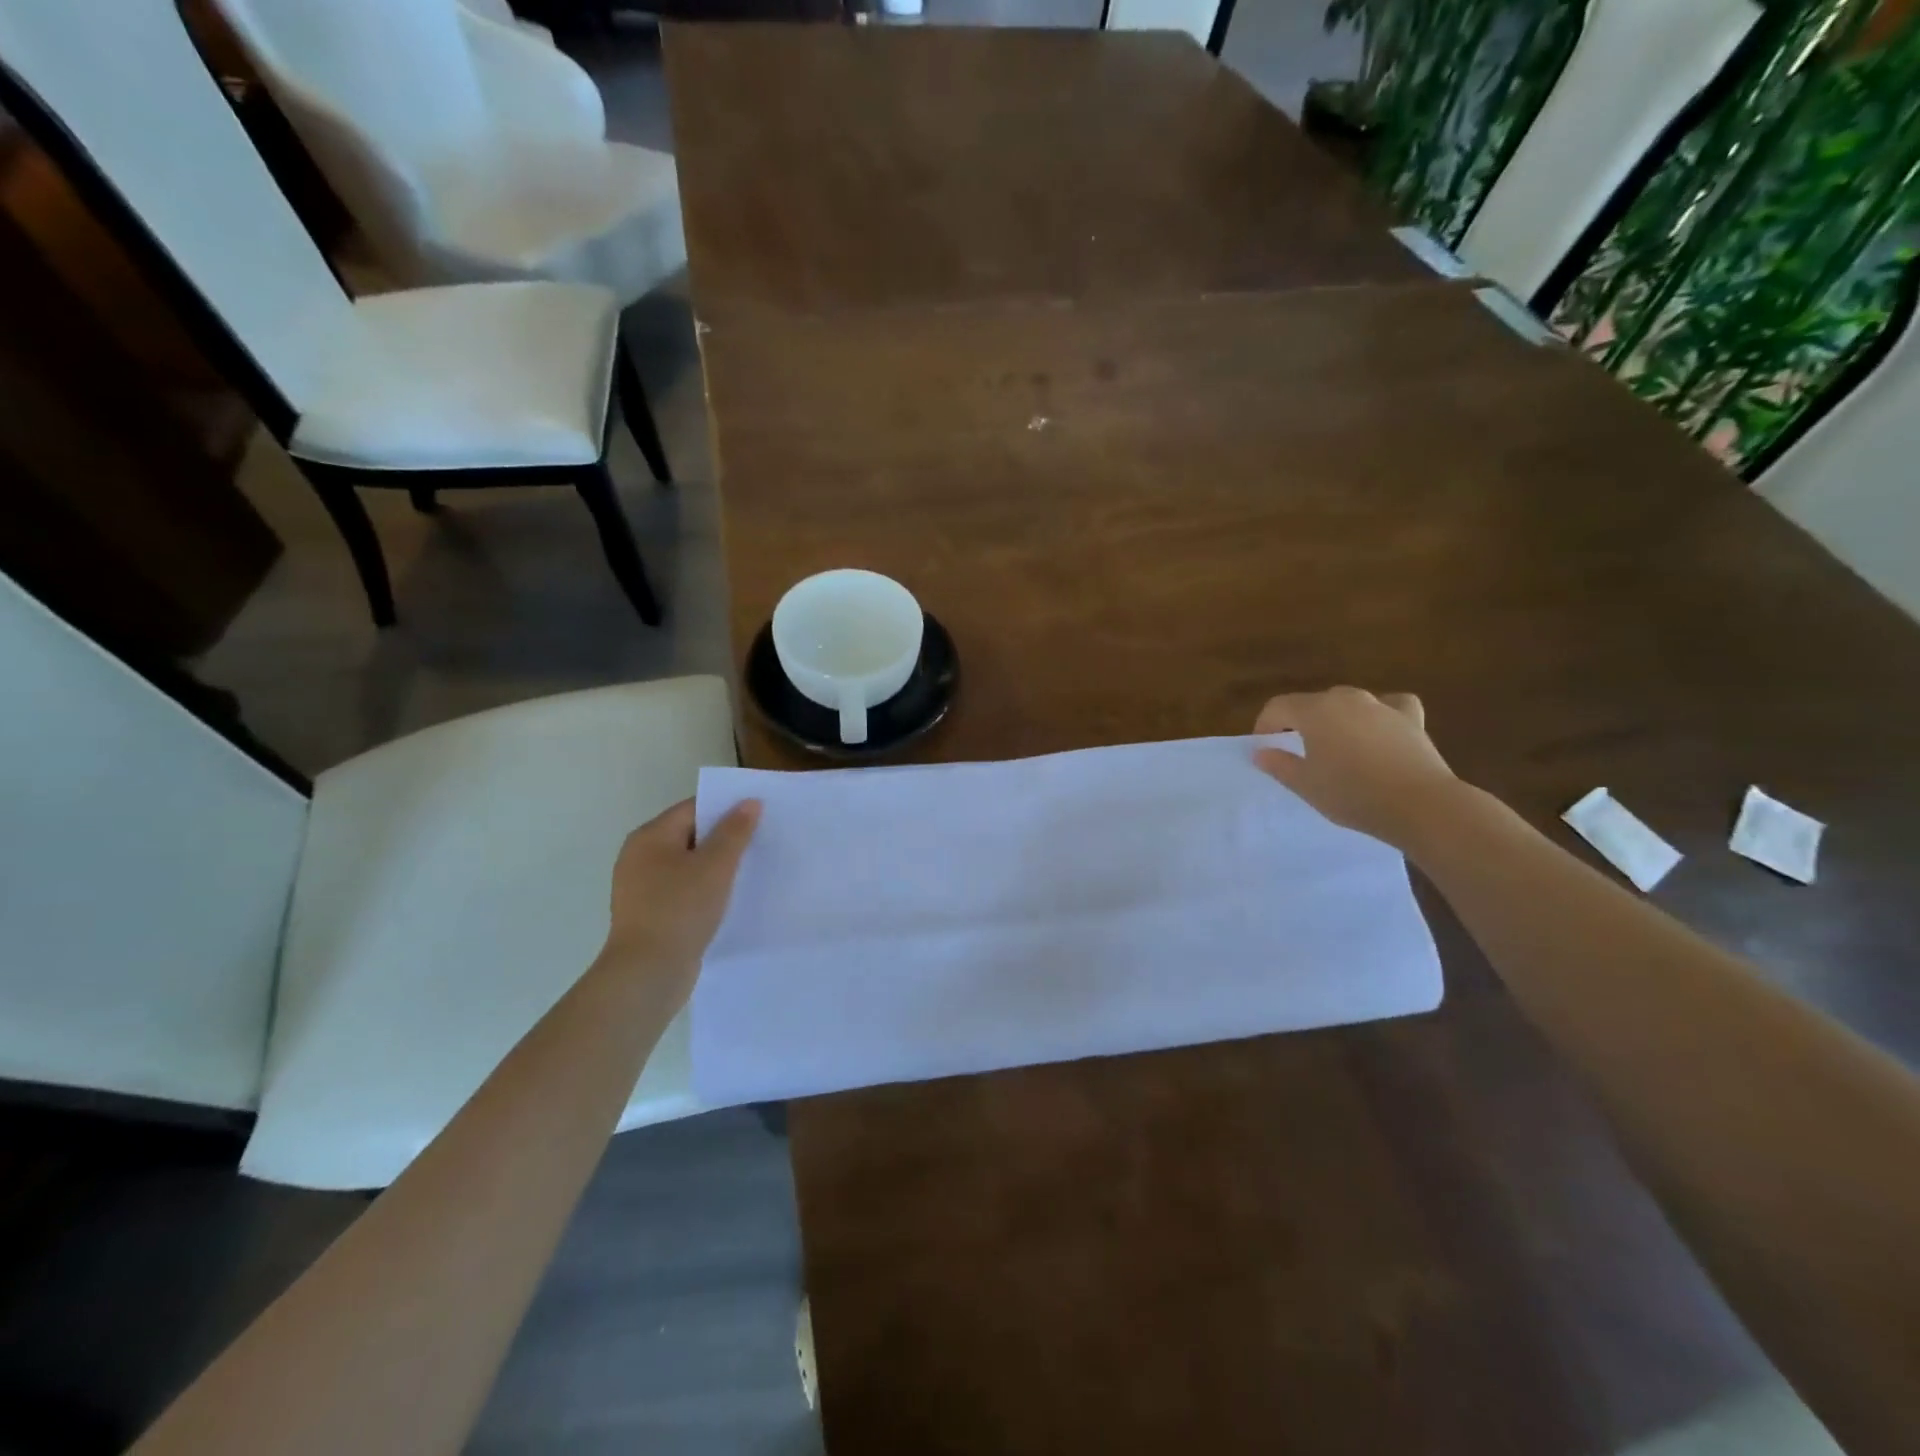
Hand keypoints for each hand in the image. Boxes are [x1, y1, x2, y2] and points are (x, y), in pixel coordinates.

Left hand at [597, 798, 760, 1003]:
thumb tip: (749, 801)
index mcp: (650, 837)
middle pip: (691, 835)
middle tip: (762, 840)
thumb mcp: (715, 866)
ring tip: (752, 869)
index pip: (694, 808)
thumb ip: (735, 831)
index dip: (727, 808)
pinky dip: (706, 889)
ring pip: (689, 864)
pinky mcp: (651, 913)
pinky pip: (684, 889)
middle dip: (725, 837)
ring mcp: (643, 887)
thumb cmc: (680, 910)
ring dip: (717, 865)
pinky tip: (730, 898)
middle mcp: (640, 856)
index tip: (760, 814)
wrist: (647, 974)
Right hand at [1253, 688, 1459, 847]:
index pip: (1278, 707)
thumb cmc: (1352, 794)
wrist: (1420, 805)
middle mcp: (1347, 699)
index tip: (1264, 747)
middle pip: (1312, 703)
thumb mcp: (1306, 785)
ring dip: (1336, 719)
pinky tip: (1379, 727)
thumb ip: (1279, 764)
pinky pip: (1390, 706)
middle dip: (1299, 722)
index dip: (1265, 725)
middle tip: (1298, 751)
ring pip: (1348, 702)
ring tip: (1336, 745)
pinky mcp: (1411, 718)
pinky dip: (1380, 713)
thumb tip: (1261, 751)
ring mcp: (1381, 706)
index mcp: (1315, 711)